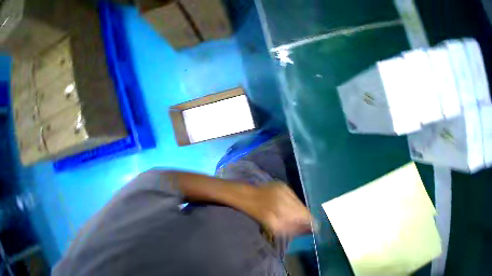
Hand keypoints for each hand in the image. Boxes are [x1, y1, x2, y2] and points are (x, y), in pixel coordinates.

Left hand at [245, 182, 312, 235]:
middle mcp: (287, 195)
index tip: (311, 227)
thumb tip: (310, 227)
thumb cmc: (260, 214)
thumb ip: (295, 228)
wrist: (250, 196)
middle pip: (303, 208)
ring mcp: (285, 187)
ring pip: (299, 201)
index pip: (306, 215)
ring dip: (297, 208)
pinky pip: (293, 195)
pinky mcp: (282, 184)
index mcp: (284, 208)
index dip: (311, 222)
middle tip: (296, 220)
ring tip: (289, 212)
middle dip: (303, 216)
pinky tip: (285, 203)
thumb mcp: (275, 227)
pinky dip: (292, 200)